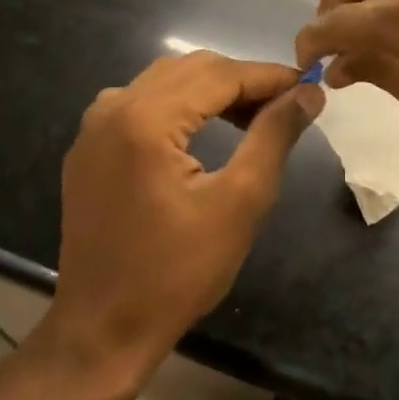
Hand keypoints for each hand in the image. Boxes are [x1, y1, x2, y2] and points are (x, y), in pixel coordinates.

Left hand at [43, 52, 323, 381]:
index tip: (309, 87)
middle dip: (242, 81)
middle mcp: (113, 107)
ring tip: (252, 119)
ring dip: (212, 90)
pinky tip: (204, 131)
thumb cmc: (177, 273)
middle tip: (286, 107)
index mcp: (145, 118)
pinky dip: (180, 105)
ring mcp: (94, 126)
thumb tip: (307, 93)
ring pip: (165, 81)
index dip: (269, 76)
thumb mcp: (240, 202)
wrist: (102, 331)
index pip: (220, 74)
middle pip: (191, 68)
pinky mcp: (89, 147)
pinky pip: (141, 103)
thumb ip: (274, 135)